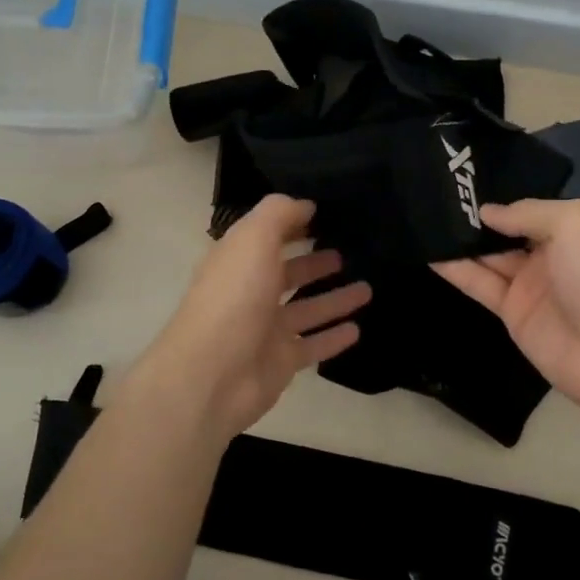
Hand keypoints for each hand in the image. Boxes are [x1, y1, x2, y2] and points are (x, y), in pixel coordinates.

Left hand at [136, 194, 368, 438]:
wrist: (212, 375)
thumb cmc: (233, 298)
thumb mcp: (253, 239)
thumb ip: (279, 214)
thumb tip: (305, 204)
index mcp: (238, 260)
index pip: (267, 236)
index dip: (293, 224)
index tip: (326, 214)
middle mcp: (251, 292)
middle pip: (288, 273)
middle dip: (315, 262)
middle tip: (348, 253)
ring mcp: (266, 330)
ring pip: (307, 309)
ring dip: (334, 299)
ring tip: (368, 288)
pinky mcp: (280, 362)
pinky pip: (313, 345)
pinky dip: (334, 337)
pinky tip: (357, 329)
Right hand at [434, 199, 579, 411]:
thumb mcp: (575, 222)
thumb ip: (527, 211)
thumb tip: (487, 212)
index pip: (538, 200)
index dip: (508, 187)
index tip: (471, 173)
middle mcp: (557, 249)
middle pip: (510, 226)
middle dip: (479, 212)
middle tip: (438, 189)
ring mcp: (533, 281)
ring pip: (490, 253)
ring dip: (462, 238)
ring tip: (426, 215)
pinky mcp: (513, 310)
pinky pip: (480, 283)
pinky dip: (456, 269)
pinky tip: (429, 251)